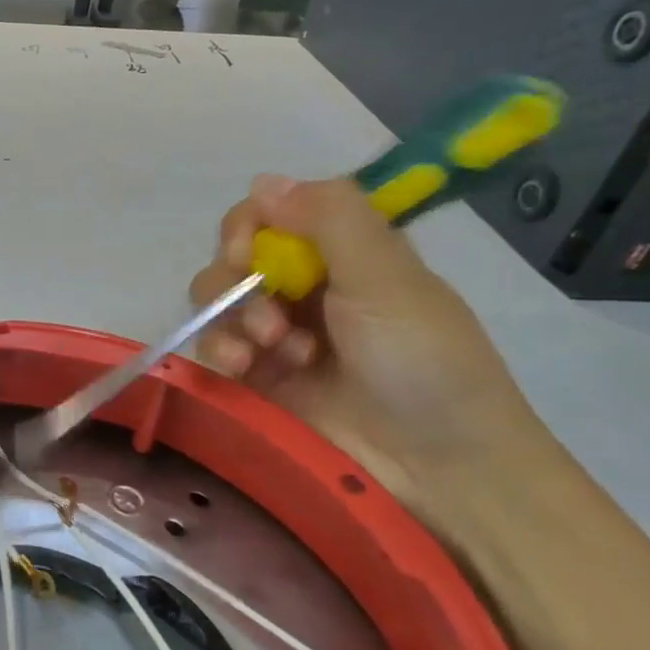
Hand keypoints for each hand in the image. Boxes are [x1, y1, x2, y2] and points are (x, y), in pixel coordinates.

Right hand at [190, 175, 558, 518]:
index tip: (249, 248)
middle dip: (239, 278)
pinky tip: (244, 369)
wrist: (437, 470)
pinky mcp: (253, 379)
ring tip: (265, 349)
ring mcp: (275, 335)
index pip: (272, 215)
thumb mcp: (388, 279)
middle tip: (265, 311)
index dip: (249, 226)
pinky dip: (220, 351)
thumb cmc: (424, 363)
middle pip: (235, 257)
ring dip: (232, 317)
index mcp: (344, 255)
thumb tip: (264, 179)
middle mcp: (304, 288)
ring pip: (216, 300)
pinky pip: (211, 346)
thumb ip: (330, 220)